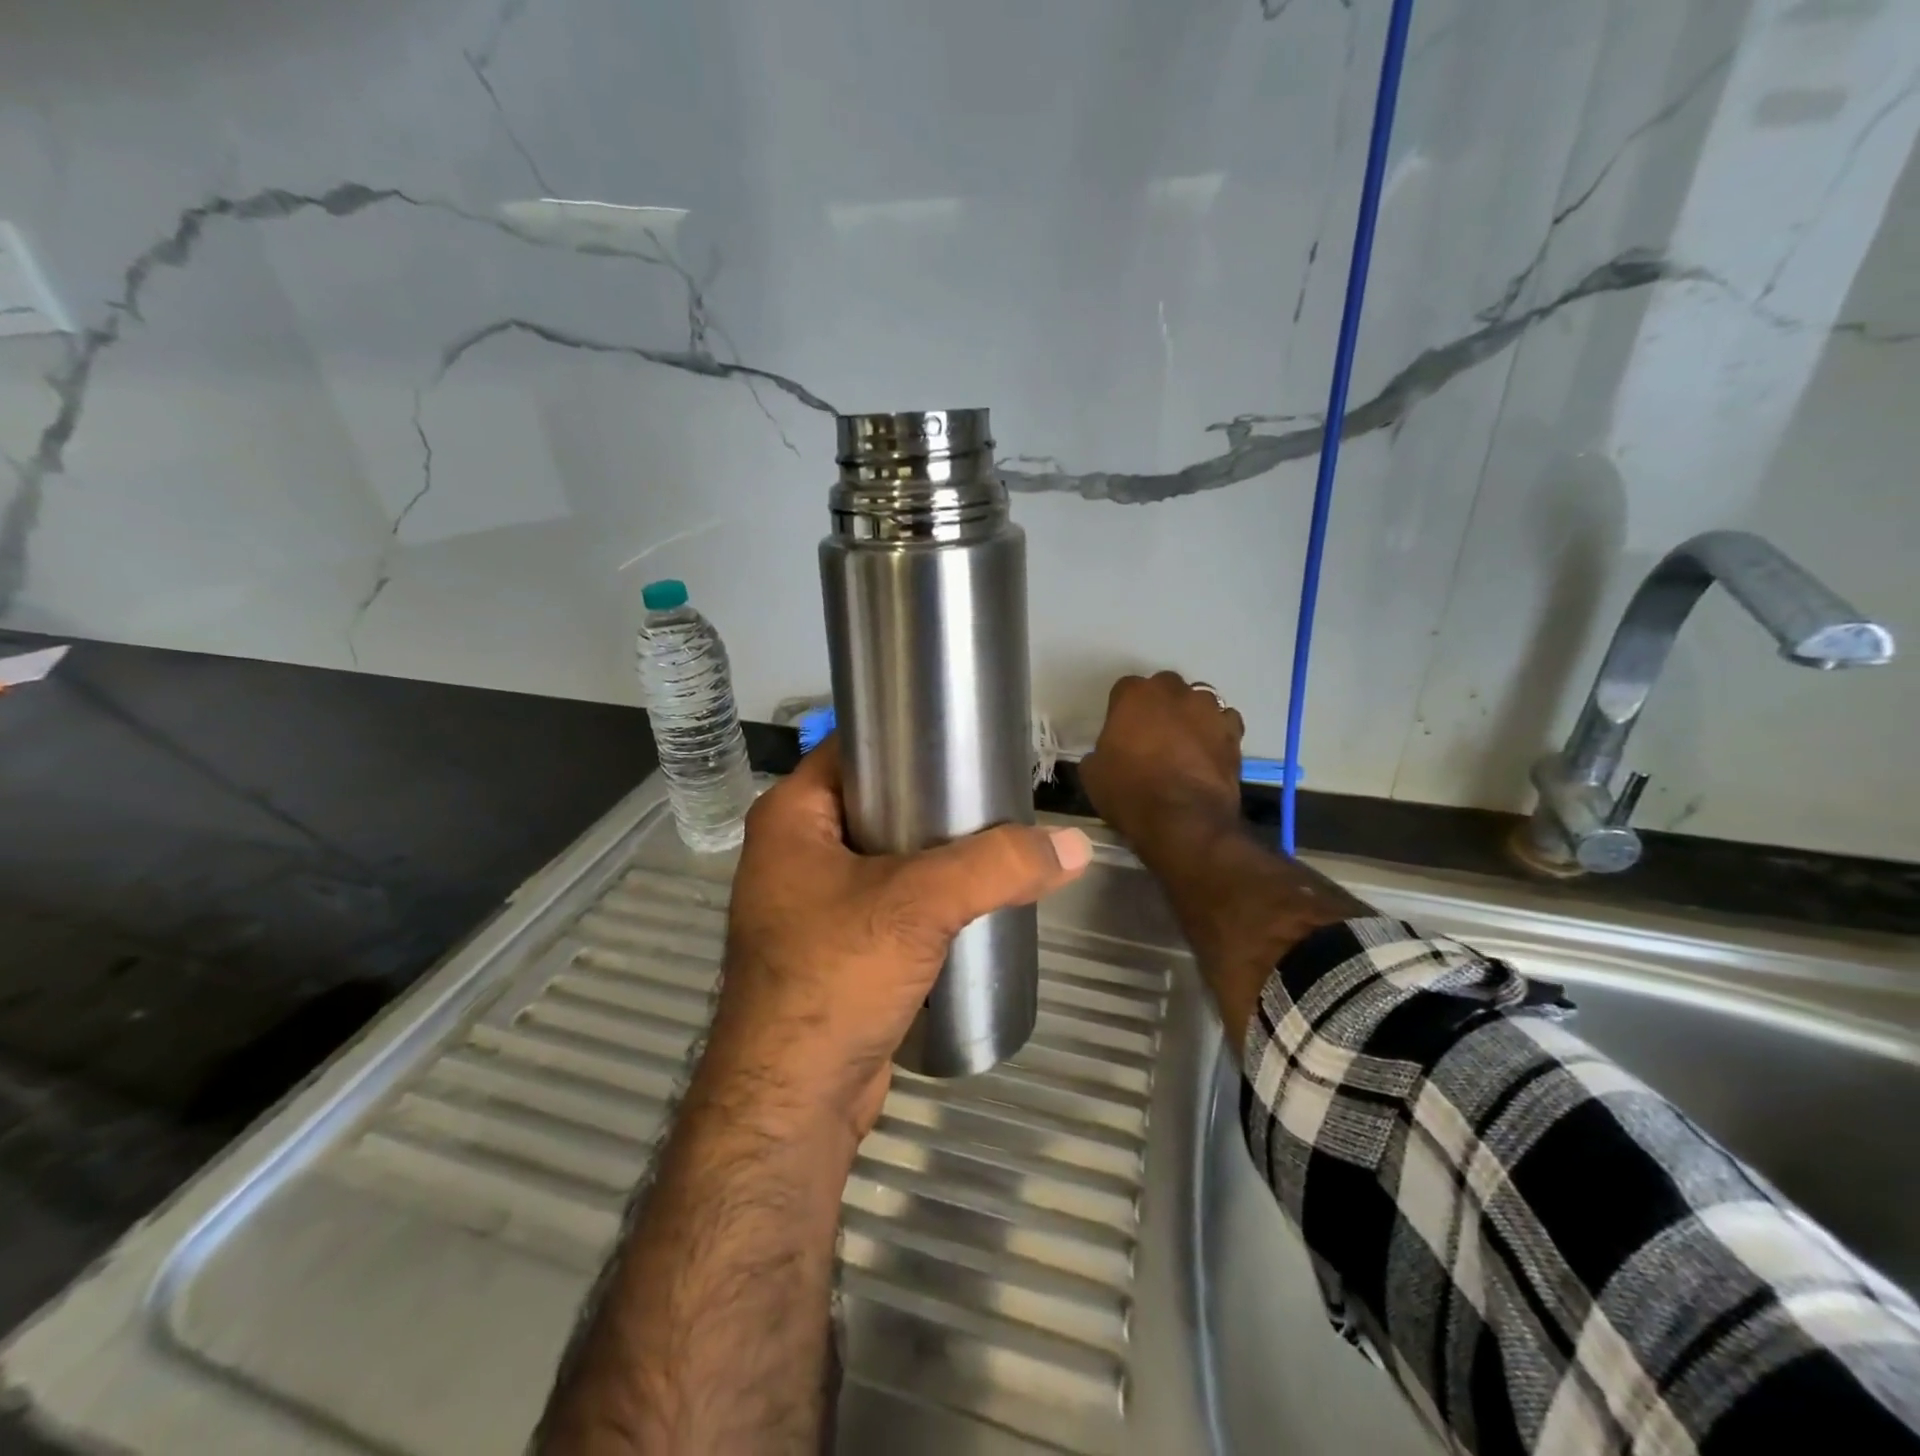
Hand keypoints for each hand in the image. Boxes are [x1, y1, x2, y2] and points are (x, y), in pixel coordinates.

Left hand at [699, 737, 1093, 1144]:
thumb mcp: (920, 905)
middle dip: (935, 798)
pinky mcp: (836, 947)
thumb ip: (999, 867)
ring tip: (997, 840)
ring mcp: (813, 903)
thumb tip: (1077, 846)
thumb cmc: (834, 978)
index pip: (855, 748)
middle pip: (877, 801)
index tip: (967, 735)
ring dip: (936, 852)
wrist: (794, 1102)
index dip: (908, 735)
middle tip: (997, 792)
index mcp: (792, 817)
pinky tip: (973, 897)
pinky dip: (927, 896)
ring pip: (887, 854)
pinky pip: (890, 900)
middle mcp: (795, 852)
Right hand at [1079, 672, 1245, 843]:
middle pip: (1164, 687)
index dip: (1122, 711)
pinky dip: (1216, 732)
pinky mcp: (1234, 732)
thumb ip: (1100, 751)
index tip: (1120, 733)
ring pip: (1198, 700)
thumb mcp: (1093, 774)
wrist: (1183, 820)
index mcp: (1134, 695)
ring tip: (1184, 743)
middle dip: (1159, 704)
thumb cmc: (1130, 792)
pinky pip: (1224, 722)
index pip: (1124, 689)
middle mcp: (1173, 692)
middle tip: (1152, 734)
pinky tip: (1208, 752)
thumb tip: (1108, 754)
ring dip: (1190, 715)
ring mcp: (1208, 709)